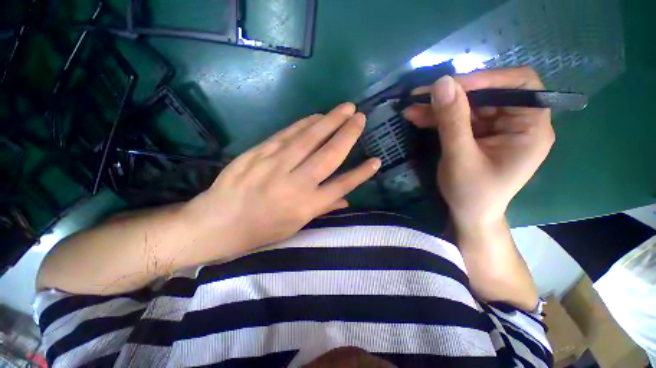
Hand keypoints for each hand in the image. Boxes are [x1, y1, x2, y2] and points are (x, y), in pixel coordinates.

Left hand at [185, 103, 380, 256]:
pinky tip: (317, 116)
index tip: (376, 160)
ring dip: (329, 121)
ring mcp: (275, 166)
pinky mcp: (258, 153)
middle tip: (361, 117)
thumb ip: (322, 208)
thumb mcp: (295, 226)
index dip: (361, 173)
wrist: (217, 223)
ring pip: (309, 139)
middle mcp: (295, 184)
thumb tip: (346, 198)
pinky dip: (304, 124)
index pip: (341, 186)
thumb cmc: (260, 230)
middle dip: (348, 135)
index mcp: (305, 207)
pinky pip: (286, 134)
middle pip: (328, 156)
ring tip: (345, 108)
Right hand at [403, 67, 554, 228]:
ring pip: (467, 106)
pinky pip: (458, 118)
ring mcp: (496, 128)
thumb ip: (452, 121)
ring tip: (411, 108)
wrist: (468, 214)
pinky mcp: (478, 134)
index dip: (486, 79)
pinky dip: (437, 117)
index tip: (449, 86)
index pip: (519, 85)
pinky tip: (417, 117)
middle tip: (419, 96)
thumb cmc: (472, 193)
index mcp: (530, 128)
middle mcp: (517, 122)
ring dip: (438, 106)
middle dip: (451, 95)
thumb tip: (441, 83)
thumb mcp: (460, 158)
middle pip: (487, 94)